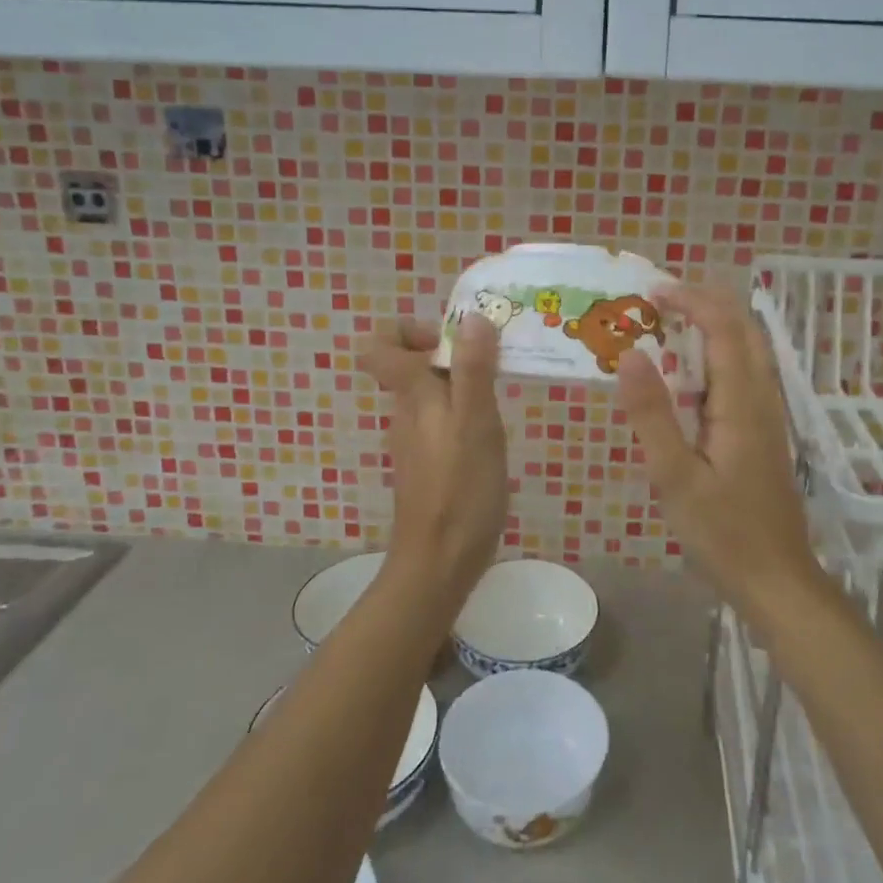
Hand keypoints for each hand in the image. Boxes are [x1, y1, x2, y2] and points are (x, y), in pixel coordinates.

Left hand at [358, 314, 508, 601]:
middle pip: (414, 366)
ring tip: (502, 401)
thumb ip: (473, 370)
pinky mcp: (429, 465)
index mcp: (412, 396)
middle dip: (454, 355)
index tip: (452, 340)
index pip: (379, 345)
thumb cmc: (460, 491)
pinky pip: (442, 422)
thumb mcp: (476, 423)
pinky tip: (493, 439)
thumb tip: (472, 318)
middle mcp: (406, 412)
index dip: (409, 330)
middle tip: (496, 367)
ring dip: (465, 387)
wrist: (439, 565)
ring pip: (432, 394)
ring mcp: (415, 441)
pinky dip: (466, 416)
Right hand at [616, 285, 821, 621]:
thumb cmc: (723, 533)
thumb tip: (629, 355)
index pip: (724, 328)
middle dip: (705, 303)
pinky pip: (743, 375)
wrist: (777, 580)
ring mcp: (768, 415)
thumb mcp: (675, 477)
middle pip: (744, 330)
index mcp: (741, 403)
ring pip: (748, 351)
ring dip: (713, 326)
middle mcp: (761, 398)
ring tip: (668, 326)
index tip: (652, 292)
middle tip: (659, 301)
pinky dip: (717, 355)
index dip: (691, 300)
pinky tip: (688, 377)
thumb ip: (652, 415)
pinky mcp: (764, 432)